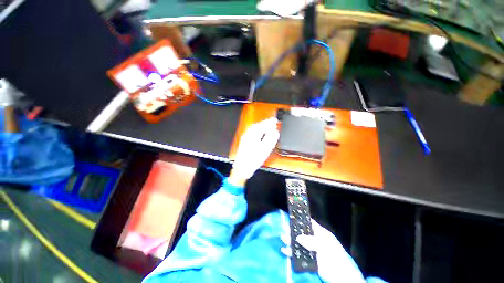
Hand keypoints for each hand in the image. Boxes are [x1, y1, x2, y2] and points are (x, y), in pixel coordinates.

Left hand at [229, 117, 278, 185]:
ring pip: (254, 128)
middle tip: (273, 121)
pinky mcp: (245, 142)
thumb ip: (270, 139)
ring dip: (261, 126)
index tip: (275, 120)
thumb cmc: (253, 160)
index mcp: (253, 136)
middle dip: (265, 123)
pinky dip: (257, 130)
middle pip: (257, 125)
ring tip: (268, 125)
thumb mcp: (264, 149)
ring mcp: (245, 138)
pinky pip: (252, 132)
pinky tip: (260, 132)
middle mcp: (248, 135)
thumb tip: (275, 131)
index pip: (262, 126)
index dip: (269, 123)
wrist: (242, 168)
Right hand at [282, 219, 365, 282]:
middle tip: (284, 228)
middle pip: (302, 234)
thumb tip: (298, 237)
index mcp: (321, 234)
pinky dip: (291, 253)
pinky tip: (285, 250)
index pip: (310, 223)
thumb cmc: (337, 260)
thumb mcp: (326, 247)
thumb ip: (312, 241)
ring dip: (290, 242)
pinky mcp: (309, 261)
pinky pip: (298, 255)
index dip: (301, 220)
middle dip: (293, 231)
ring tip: (282, 238)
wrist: (342, 281)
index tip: (292, 216)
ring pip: (299, 244)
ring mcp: (312, 251)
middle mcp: (315, 241)